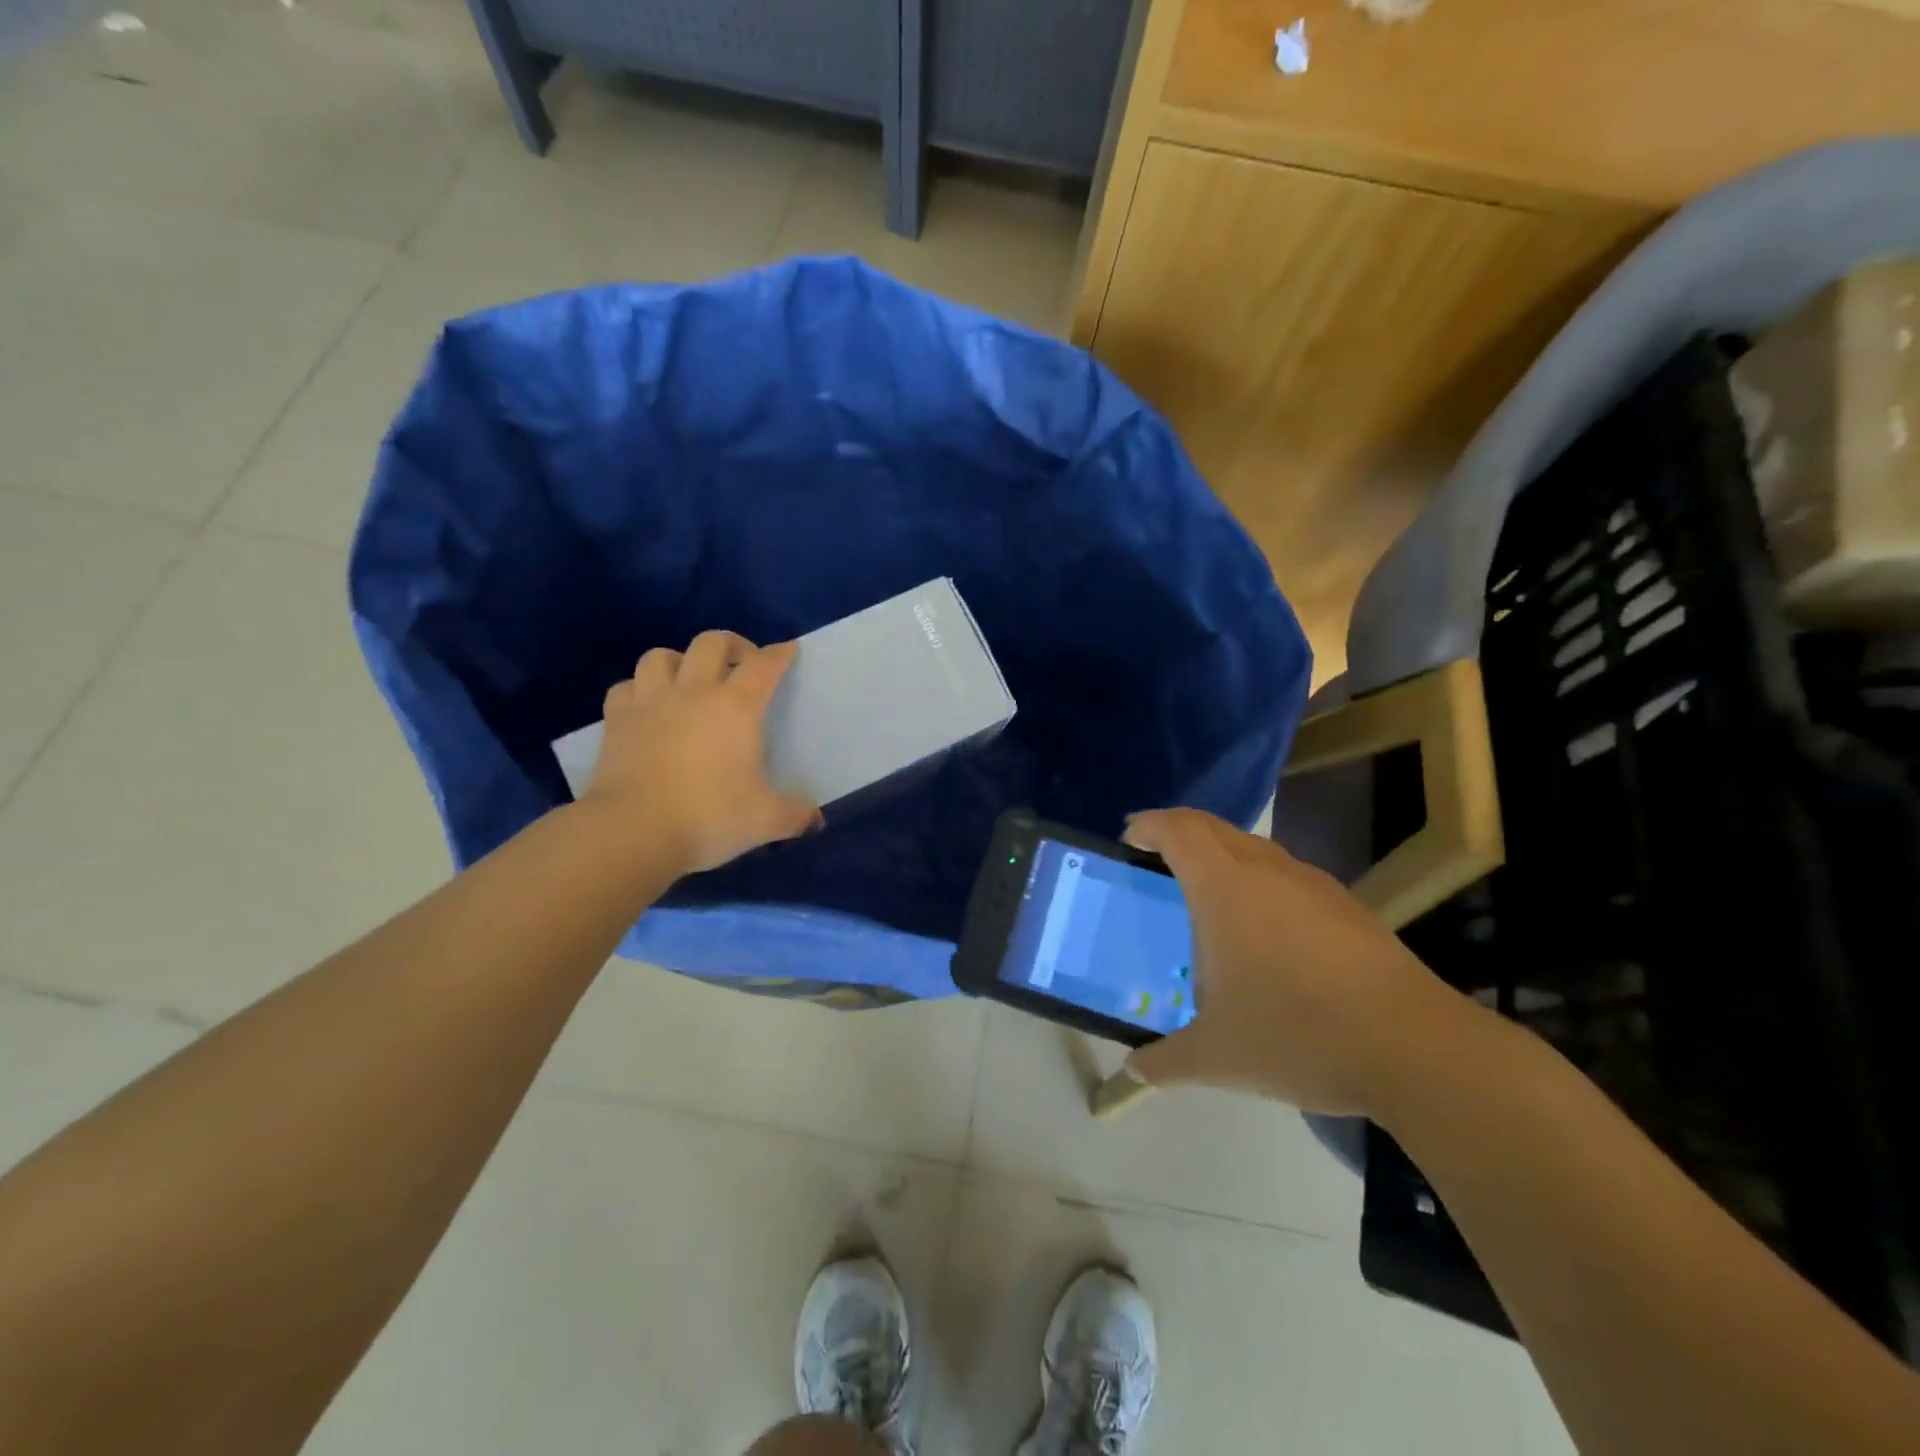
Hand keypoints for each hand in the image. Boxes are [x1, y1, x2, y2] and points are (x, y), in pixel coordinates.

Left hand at [585, 632, 820, 875]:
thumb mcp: (766, 820)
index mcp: (736, 707)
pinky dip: (638, 690)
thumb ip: (795, 815)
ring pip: (661, 656)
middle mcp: (693, 692)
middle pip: (711, 643)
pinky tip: (647, 708)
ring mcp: (649, 703)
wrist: (632, 831)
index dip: (779, 654)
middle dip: (732, 645)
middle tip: (742, 664)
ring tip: (689, 682)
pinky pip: (626, 688)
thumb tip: (816, 820)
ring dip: (679, 662)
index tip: (788, 650)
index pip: (763, 665)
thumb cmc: (709, 817)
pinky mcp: (615, 721)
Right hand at [1119, 808, 1472, 1116]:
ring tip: (1207, 894)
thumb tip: (1134, 1070)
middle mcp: (1267, 871)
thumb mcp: (1218, 1057)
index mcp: (1225, 889)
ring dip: (1223, 854)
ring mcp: (1312, 884)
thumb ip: (1166, 1060)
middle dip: (1179, 831)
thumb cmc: (1298, 1036)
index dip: (1149, 825)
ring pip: (1254, 847)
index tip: (1130, 838)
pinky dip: (1259, 880)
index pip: (1178, 830)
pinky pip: (1287, 874)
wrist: (1415, 1048)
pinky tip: (1265, 930)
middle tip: (1156, 857)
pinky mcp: (1347, 906)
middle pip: (1214, 827)